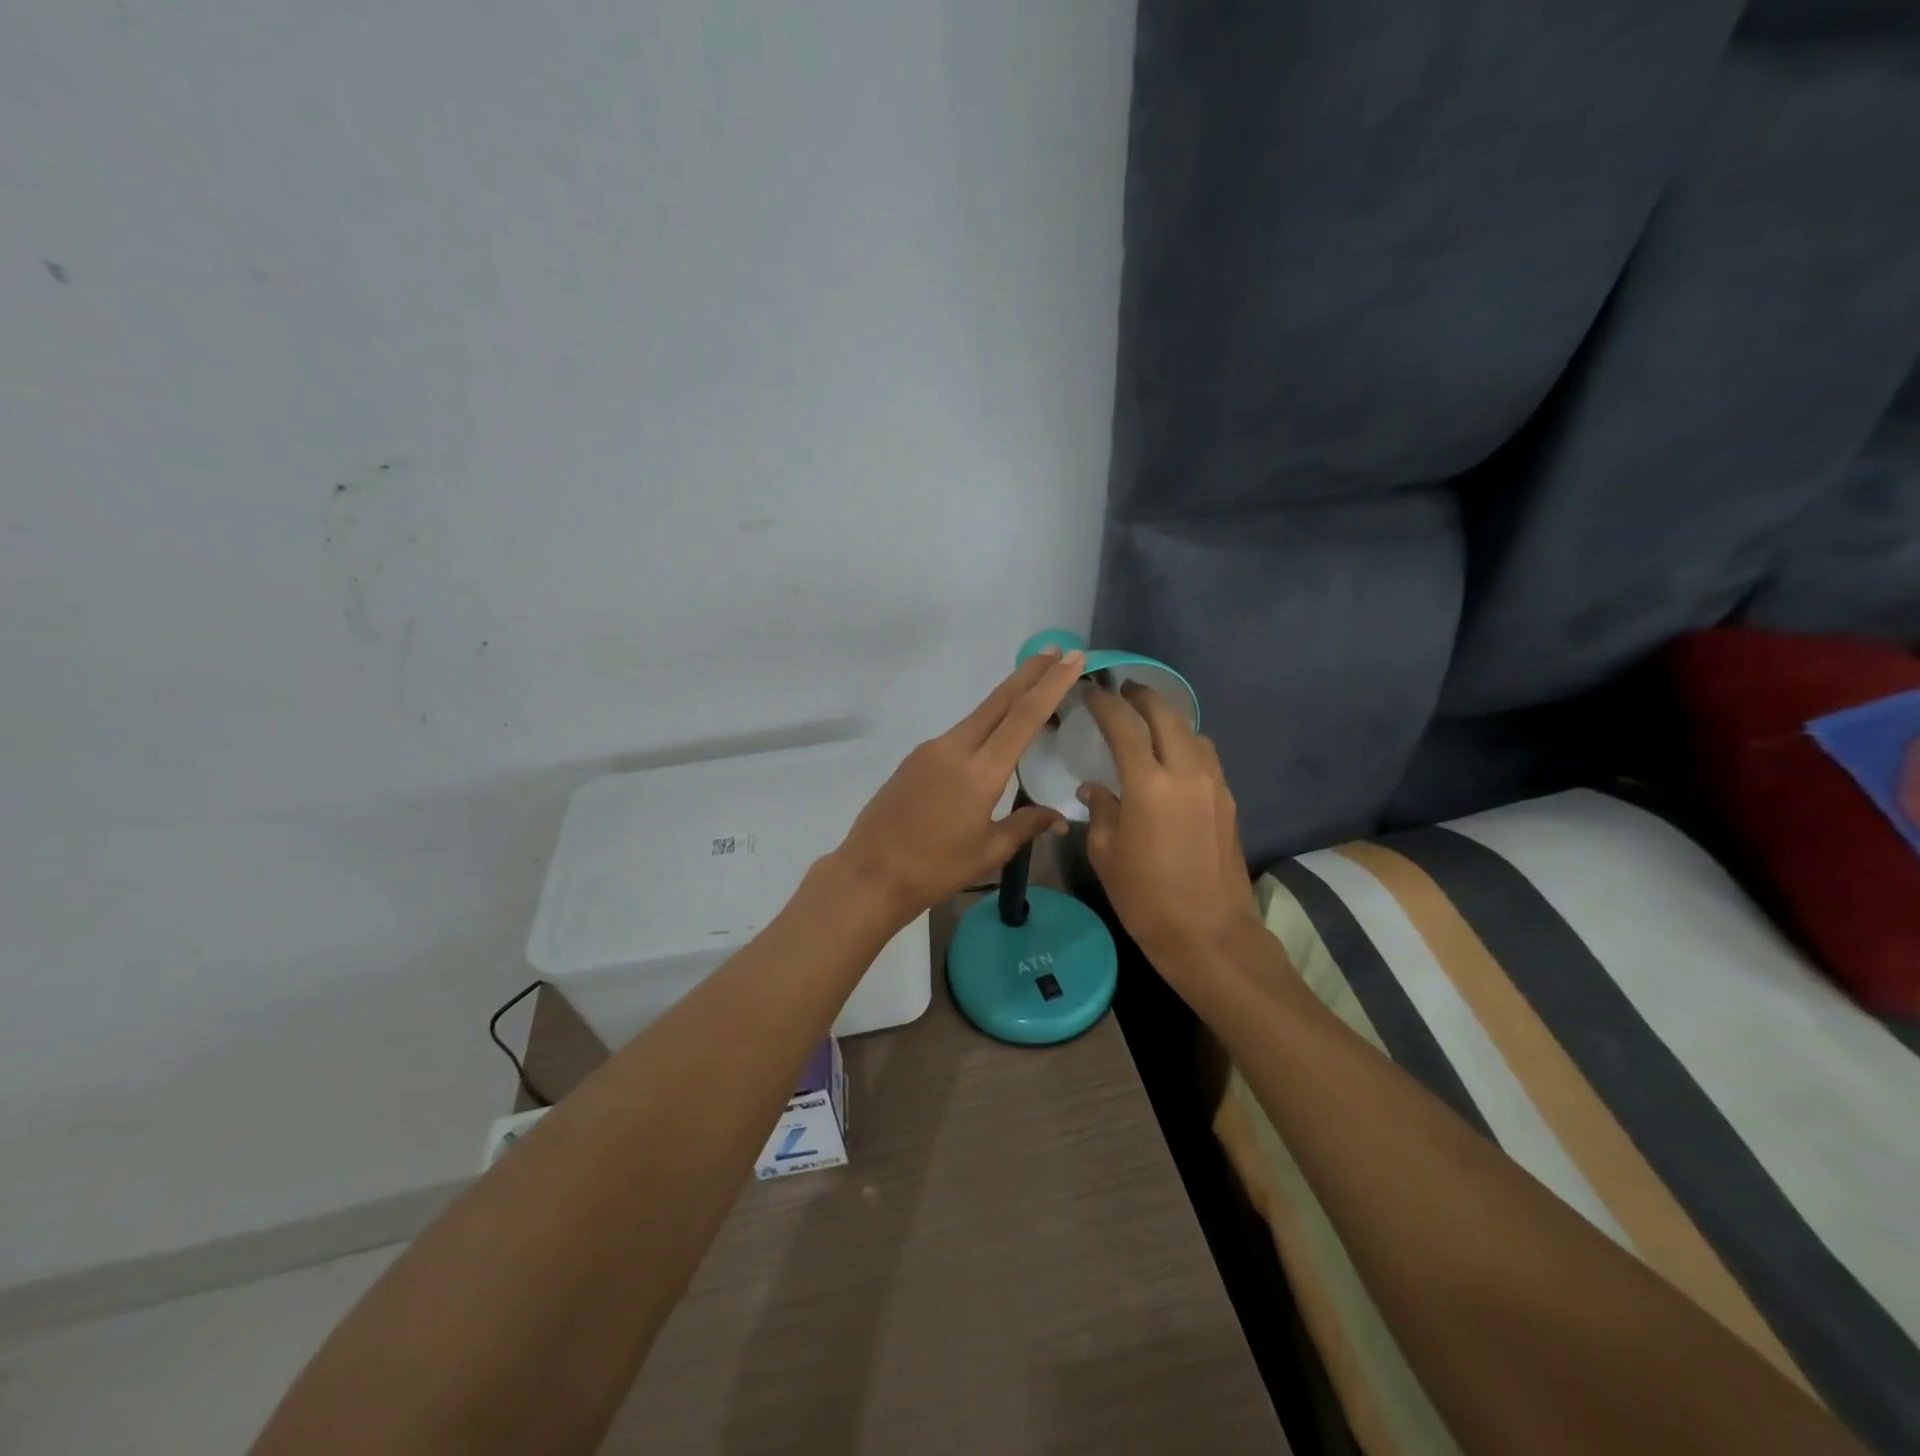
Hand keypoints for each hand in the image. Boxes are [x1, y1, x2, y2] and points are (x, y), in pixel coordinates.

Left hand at [835, 648, 1085, 923]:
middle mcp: (955, 749)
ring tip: (1034, 689)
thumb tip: (1060, 817)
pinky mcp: (916, 758)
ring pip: (978, 715)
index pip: (1024, 717)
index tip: (1072, 659)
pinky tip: (994, 736)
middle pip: (999, 701)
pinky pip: (959, 734)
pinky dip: (984, 725)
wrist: (870, 874)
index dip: (1051, 685)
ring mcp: (931, 750)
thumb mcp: (988, 852)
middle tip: (1057, 651)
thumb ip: (1025, 826)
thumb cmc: (935, 869)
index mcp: (980, 772)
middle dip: (1030, 674)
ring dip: (1007, 698)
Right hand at [1079, 683, 1259, 968]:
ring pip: (1193, 732)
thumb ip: (1099, 811)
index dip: (1104, 703)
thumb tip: (1095, 789)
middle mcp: (1186, 773)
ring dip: (1168, 718)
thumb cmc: (1146, 898)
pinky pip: (1206, 756)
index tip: (1090, 692)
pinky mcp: (1228, 801)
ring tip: (1148, 721)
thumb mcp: (1106, 854)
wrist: (1210, 935)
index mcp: (1149, 785)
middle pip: (1167, 715)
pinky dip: (1186, 743)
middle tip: (1122, 690)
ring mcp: (1213, 785)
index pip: (1124, 726)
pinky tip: (1171, 757)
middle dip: (1142, 696)